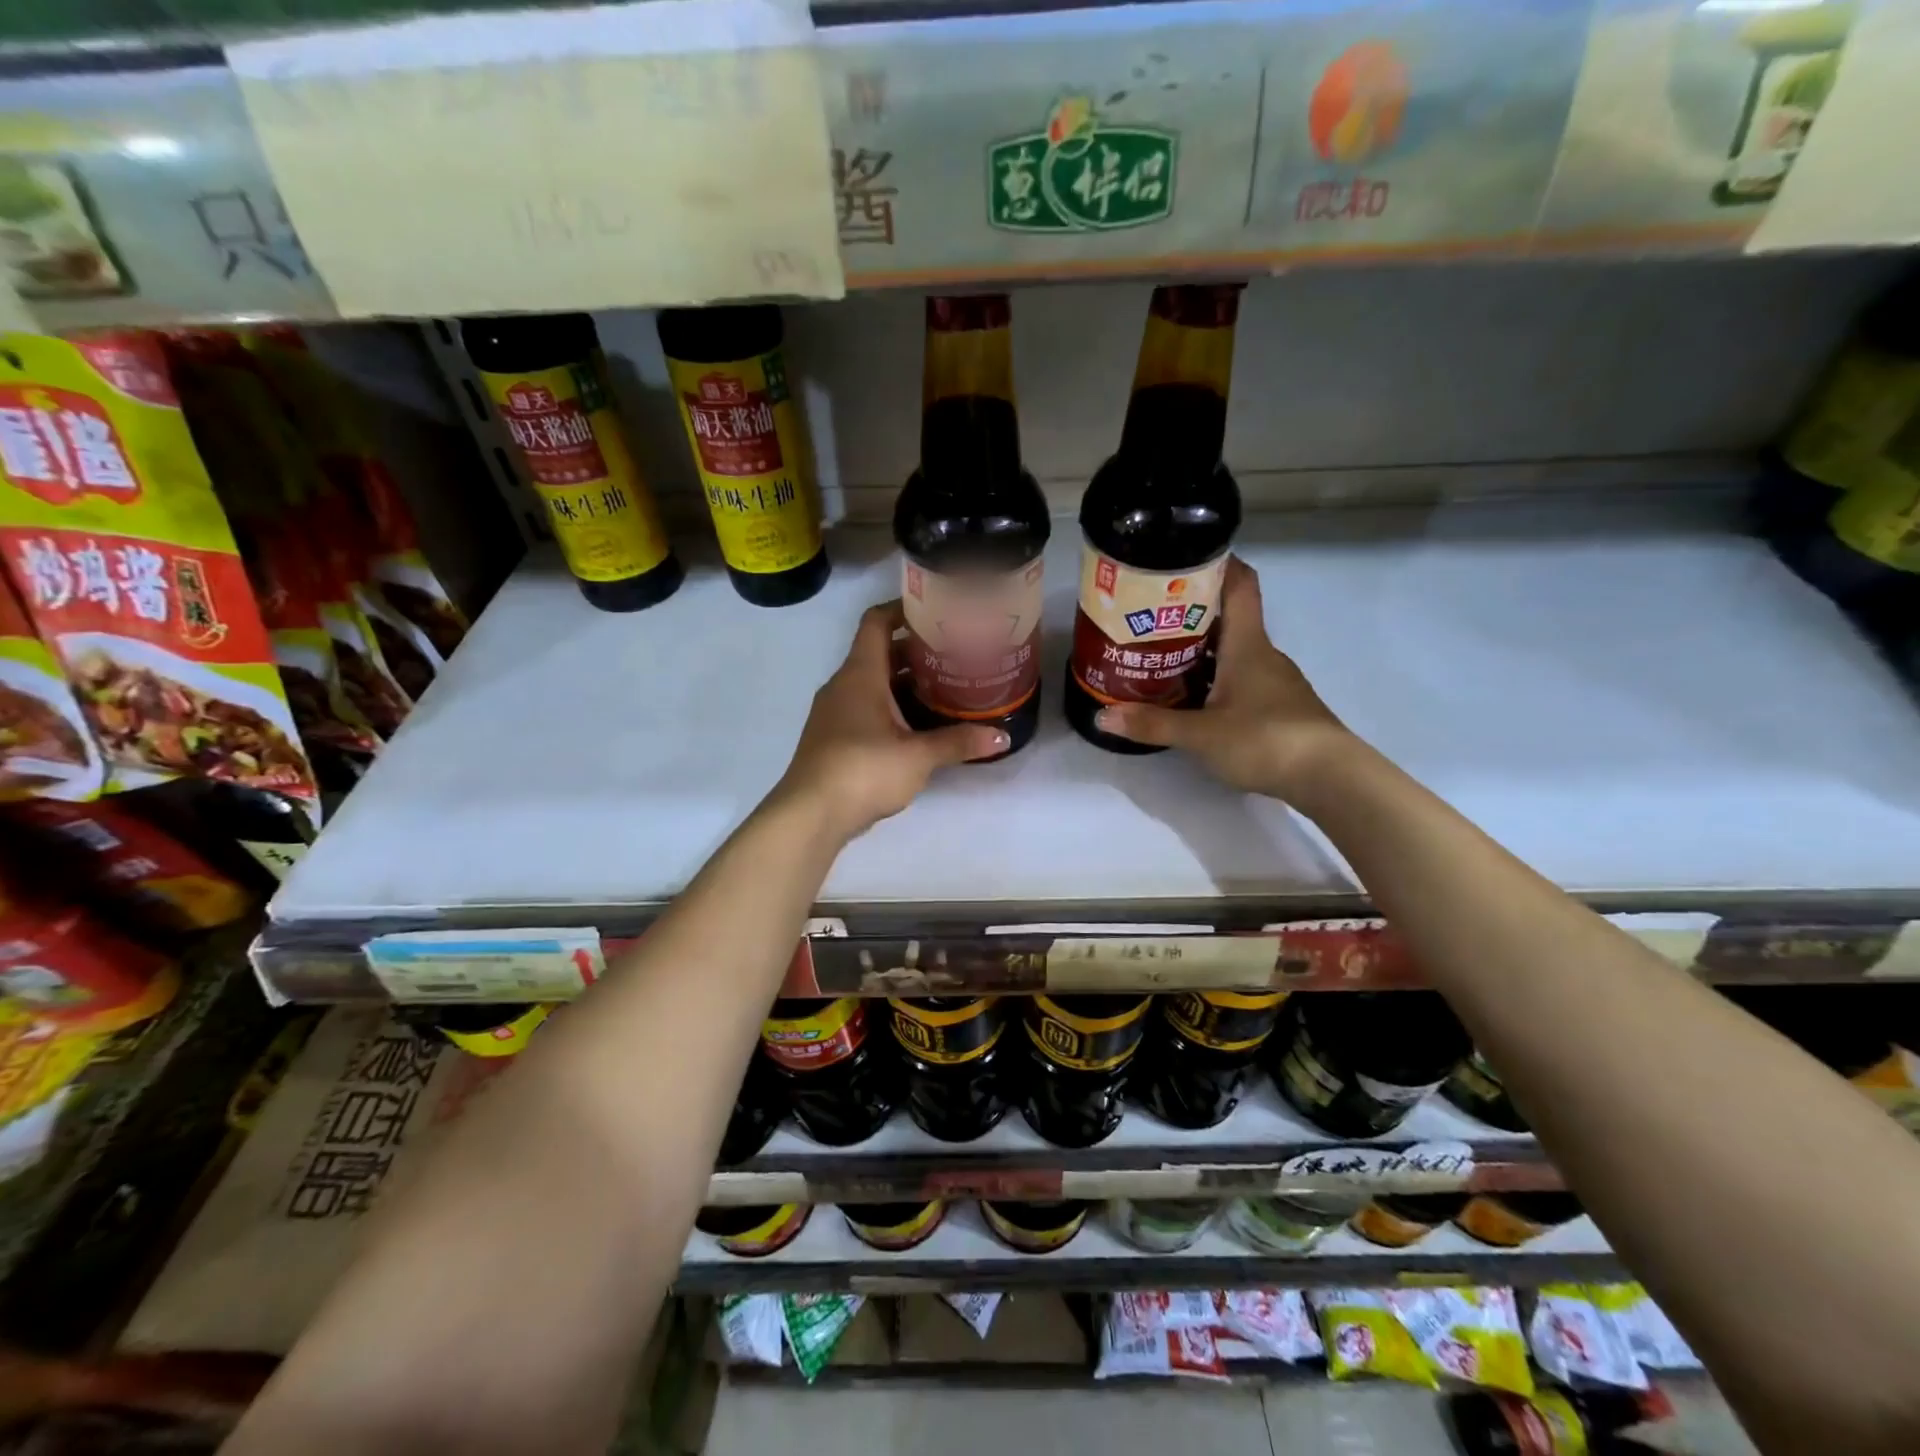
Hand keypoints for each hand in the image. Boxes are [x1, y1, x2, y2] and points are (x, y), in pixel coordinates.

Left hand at [772, 601, 1007, 840]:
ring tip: (946, 686)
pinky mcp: (835, 738)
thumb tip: (1002, 737)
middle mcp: (844, 685)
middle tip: (956, 653)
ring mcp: (836, 712)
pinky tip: (920, 725)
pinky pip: (867, 708)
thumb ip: (959, 742)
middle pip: (880, 653)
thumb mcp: (918, 756)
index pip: (877, 622)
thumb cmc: (863, 770)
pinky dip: (893, 707)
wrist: (810, 814)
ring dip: (906, 682)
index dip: (903, 609)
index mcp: (860, 674)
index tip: (937, 611)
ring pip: (874, 683)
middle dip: (917, 651)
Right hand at [1095, 557, 1351, 800]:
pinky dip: (1213, 679)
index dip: (1216, 563)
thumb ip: (1152, 723)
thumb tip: (1101, 715)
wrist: (1330, 777)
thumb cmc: (1265, 740)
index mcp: (1247, 644)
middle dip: (1188, 614)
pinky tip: (1191, 698)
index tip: (1182, 559)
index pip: (1239, 585)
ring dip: (1199, 651)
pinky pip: (1239, 679)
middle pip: (1227, 619)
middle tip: (1147, 617)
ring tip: (1158, 657)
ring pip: (1232, 652)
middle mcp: (1262, 654)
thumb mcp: (1200, 734)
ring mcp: (1273, 681)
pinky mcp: (1277, 706)